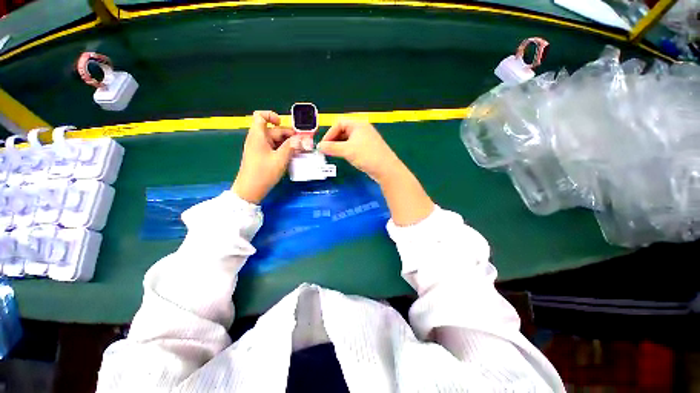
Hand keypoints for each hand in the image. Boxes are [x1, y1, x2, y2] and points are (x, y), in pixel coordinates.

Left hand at [232, 111, 298, 203]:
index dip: (272, 116)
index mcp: (258, 136)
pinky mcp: (263, 157)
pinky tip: (294, 156)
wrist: (250, 191)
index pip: (260, 116)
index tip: (283, 124)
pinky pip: (275, 149)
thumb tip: (303, 139)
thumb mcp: (280, 159)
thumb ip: (292, 147)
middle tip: (303, 143)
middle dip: (289, 135)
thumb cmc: (263, 173)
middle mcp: (258, 140)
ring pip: (276, 141)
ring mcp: (260, 149)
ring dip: (289, 144)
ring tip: (301, 151)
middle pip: (274, 131)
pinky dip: (284, 150)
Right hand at [317, 120, 402, 182]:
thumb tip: (319, 147)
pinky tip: (345, 156)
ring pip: (348, 139)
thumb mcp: (347, 151)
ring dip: (339, 145)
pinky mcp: (368, 147)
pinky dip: (347, 149)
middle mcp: (362, 128)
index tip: (324, 145)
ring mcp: (366, 138)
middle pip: (343, 130)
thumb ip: (332, 148)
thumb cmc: (366, 156)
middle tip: (327, 150)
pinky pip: (354, 145)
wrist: (386, 169)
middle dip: (334, 139)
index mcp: (358, 124)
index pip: (339, 123)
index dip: (329, 133)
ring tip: (334, 154)